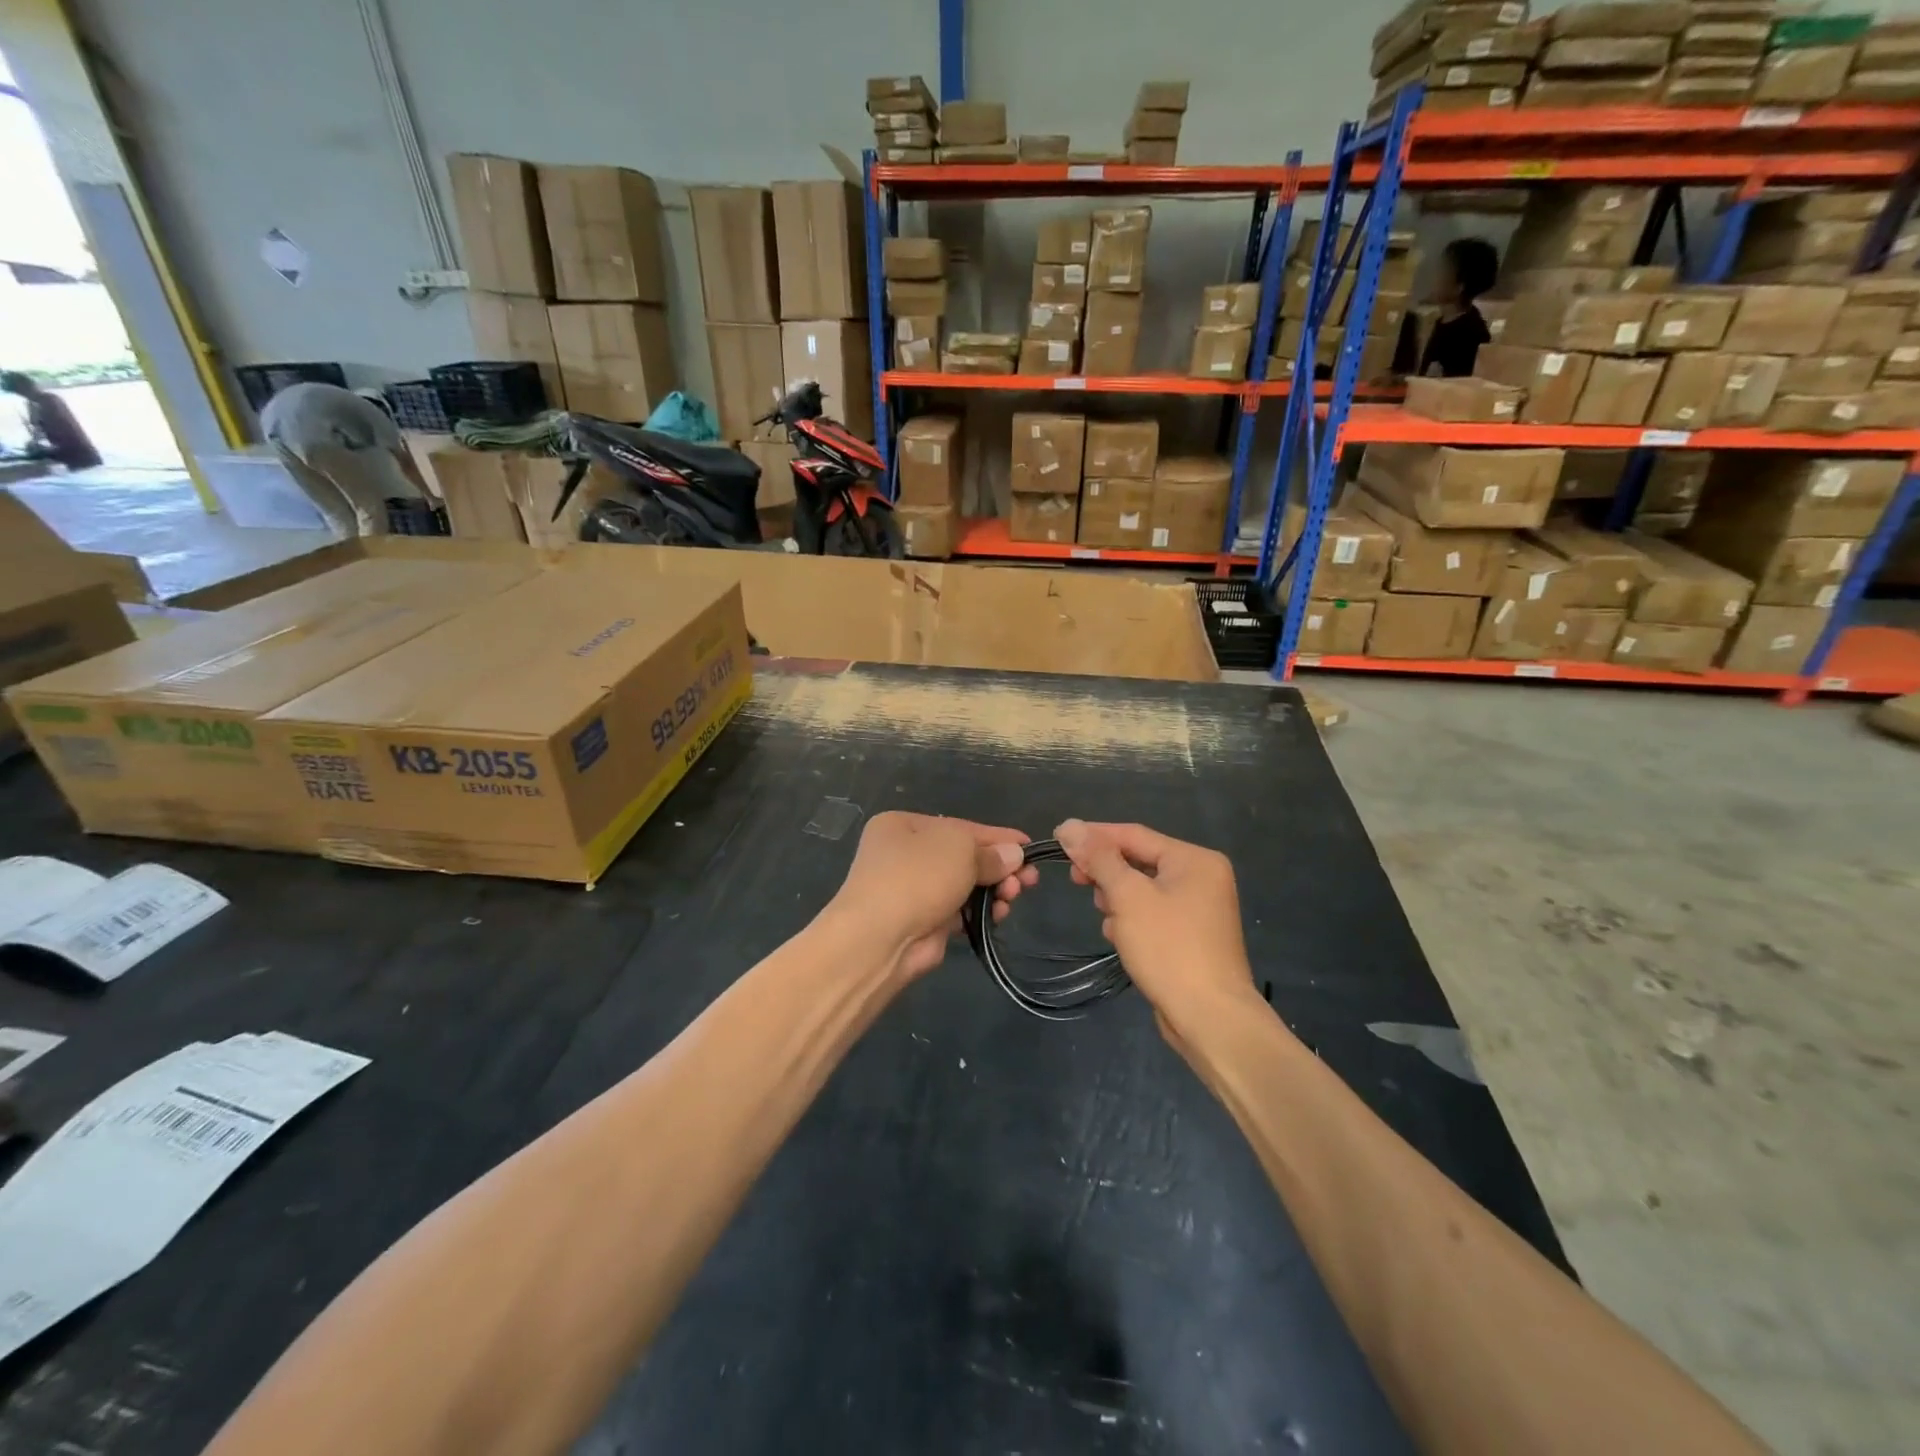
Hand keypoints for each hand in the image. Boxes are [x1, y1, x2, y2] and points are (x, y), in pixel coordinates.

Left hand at [825, 812, 1037, 979]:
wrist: (879, 938)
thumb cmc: (917, 877)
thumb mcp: (959, 849)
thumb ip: (990, 852)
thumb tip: (1014, 855)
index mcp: (904, 825)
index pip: (961, 827)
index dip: (998, 837)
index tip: (1029, 846)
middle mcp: (905, 854)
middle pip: (965, 857)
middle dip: (999, 867)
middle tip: (1030, 879)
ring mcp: (912, 890)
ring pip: (965, 885)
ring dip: (994, 890)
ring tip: (1012, 897)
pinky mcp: (923, 921)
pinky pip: (960, 911)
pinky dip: (981, 911)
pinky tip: (999, 914)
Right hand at [1053, 819, 1257, 1048]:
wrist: (1210, 1018)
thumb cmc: (1169, 948)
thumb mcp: (1128, 896)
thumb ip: (1099, 858)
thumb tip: (1069, 826)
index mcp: (1194, 859)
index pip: (1134, 834)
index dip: (1094, 836)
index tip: (1058, 840)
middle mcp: (1202, 878)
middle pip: (1139, 861)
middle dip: (1106, 873)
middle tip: (1076, 881)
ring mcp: (1199, 909)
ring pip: (1142, 890)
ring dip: (1117, 900)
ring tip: (1106, 919)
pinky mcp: (1191, 937)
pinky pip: (1152, 915)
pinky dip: (1132, 921)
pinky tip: (1119, 938)